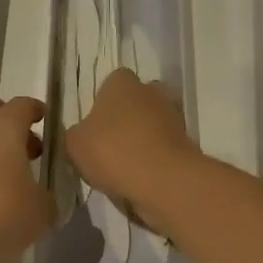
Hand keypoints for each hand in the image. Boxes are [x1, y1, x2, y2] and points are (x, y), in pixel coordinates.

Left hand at [0, 96, 50, 262]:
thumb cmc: (0, 213)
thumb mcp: (41, 211)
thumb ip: (47, 198)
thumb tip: (43, 198)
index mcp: (5, 125)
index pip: (24, 105)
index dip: (37, 111)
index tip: (47, 123)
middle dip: (9, 121)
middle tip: (27, 147)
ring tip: (10, 173)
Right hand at [64, 70, 199, 229]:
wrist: (163, 180)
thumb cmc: (112, 151)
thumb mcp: (75, 144)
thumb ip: (76, 134)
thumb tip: (82, 134)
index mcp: (122, 82)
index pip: (112, 82)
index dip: (103, 102)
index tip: (95, 125)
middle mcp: (151, 91)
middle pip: (137, 100)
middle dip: (127, 118)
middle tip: (110, 144)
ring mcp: (174, 116)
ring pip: (153, 124)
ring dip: (142, 139)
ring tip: (124, 166)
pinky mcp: (187, 143)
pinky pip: (164, 147)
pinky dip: (155, 158)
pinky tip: (140, 178)